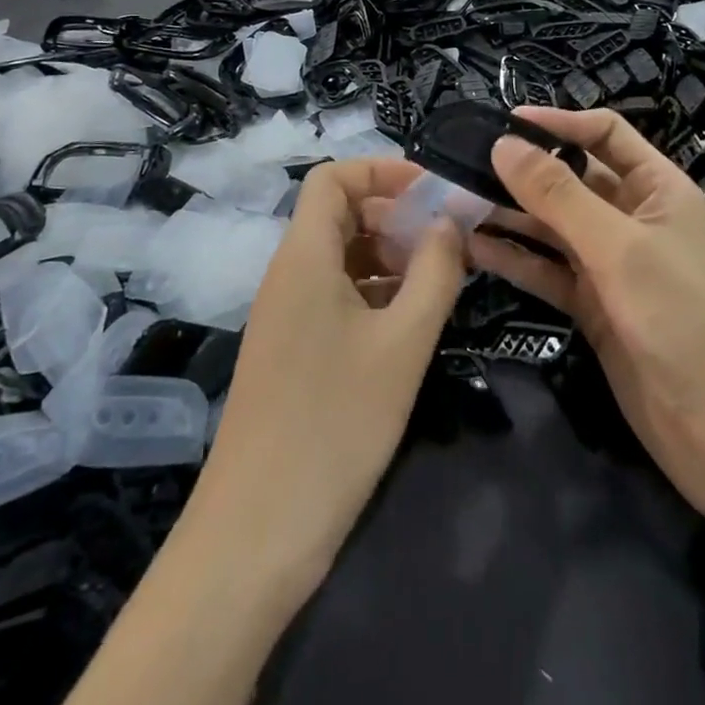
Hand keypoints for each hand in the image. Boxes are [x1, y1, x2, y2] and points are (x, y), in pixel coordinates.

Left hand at [189, 157, 466, 599]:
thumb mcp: (403, 342)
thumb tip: (449, 221)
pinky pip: (334, 295)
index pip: (332, 178)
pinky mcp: (291, 352)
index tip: (433, 192)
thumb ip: (435, 271)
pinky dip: (374, 292)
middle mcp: (289, 274)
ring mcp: (286, 315)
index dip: (382, 170)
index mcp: (305, 256)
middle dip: (395, 214)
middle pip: (339, 214)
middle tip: (448, 240)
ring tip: (439, 279)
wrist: (256, 535)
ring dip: (389, 255)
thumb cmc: (335, 423)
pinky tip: (410, 321)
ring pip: (340, 257)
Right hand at [470, 108, 704, 530]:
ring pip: (553, 225)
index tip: (504, 122)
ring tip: (456, 202)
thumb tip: (503, 143)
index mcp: (658, 188)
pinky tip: (472, 249)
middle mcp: (634, 218)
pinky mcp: (593, 305)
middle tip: (464, 163)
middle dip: (524, 170)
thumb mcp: (619, 247)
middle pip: (573, 179)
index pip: (605, 134)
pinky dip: (515, 258)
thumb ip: (558, 195)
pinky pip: (547, 270)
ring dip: (511, 214)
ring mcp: (612, 264)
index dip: (559, 123)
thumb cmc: (682, 317)